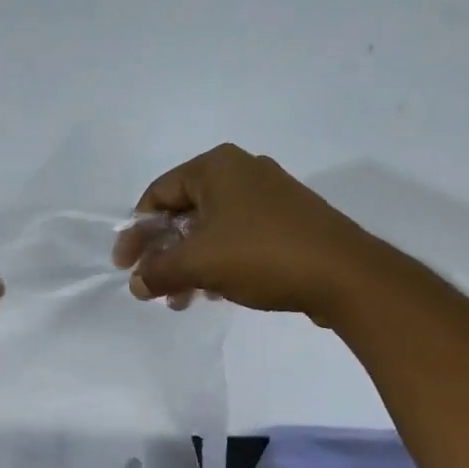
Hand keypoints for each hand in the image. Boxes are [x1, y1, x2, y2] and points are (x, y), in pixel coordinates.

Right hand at [112, 144, 377, 324]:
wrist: (343, 274)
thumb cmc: (262, 255)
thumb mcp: (199, 264)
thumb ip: (158, 271)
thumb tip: (137, 283)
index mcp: (216, 167)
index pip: (158, 193)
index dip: (136, 232)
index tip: (125, 267)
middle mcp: (241, 172)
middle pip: (183, 212)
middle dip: (163, 253)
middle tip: (152, 288)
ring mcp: (267, 197)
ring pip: (210, 230)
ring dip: (189, 265)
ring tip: (181, 300)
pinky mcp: (286, 223)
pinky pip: (236, 239)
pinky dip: (217, 264)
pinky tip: (214, 293)